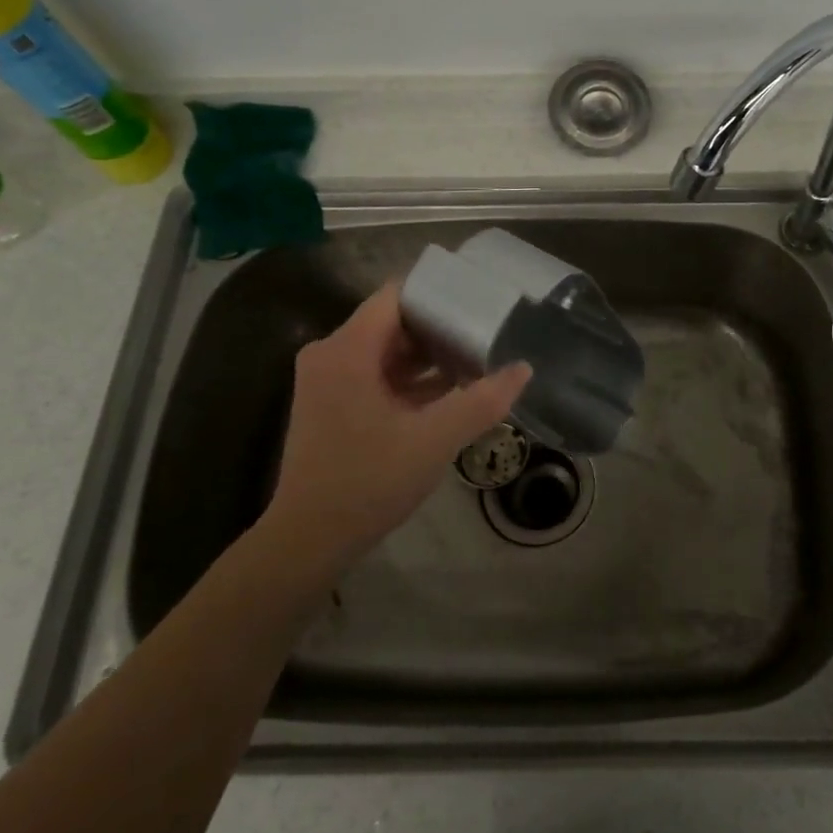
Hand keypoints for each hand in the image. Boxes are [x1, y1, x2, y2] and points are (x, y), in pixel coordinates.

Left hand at [249, 283, 530, 602]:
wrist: (310, 540)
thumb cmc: (368, 482)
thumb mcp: (434, 440)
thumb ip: (482, 401)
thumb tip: (523, 369)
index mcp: (347, 350)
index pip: (396, 295)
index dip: (439, 293)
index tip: (480, 299)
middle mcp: (332, 355)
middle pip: (394, 321)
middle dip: (441, 326)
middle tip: (488, 330)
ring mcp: (330, 381)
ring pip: (387, 350)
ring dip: (429, 355)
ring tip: (478, 357)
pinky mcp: (334, 404)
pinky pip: (378, 374)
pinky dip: (412, 379)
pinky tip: (451, 391)